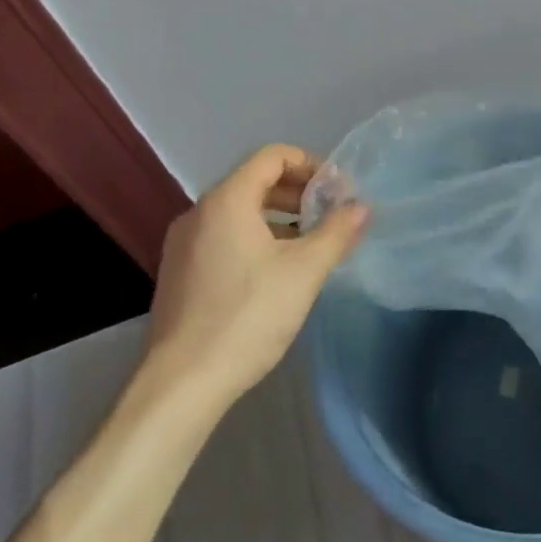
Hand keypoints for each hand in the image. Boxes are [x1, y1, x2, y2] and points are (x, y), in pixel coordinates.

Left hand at [142, 145, 369, 405]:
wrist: (181, 385)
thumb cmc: (247, 317)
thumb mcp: (304, 271)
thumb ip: (336, 232)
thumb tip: (361, 207)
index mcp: (227, 200)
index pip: (272, 156)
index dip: (310, 164)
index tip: (337, 191)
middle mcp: (199, 212)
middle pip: (255, 181)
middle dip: (297, 193)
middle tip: (329, 216)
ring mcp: (183, 243)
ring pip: (239, 212)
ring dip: (278, 218)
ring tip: (309, 245)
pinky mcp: (178, 273)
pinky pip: (223, 237)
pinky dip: (254, 239)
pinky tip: (275, 273)